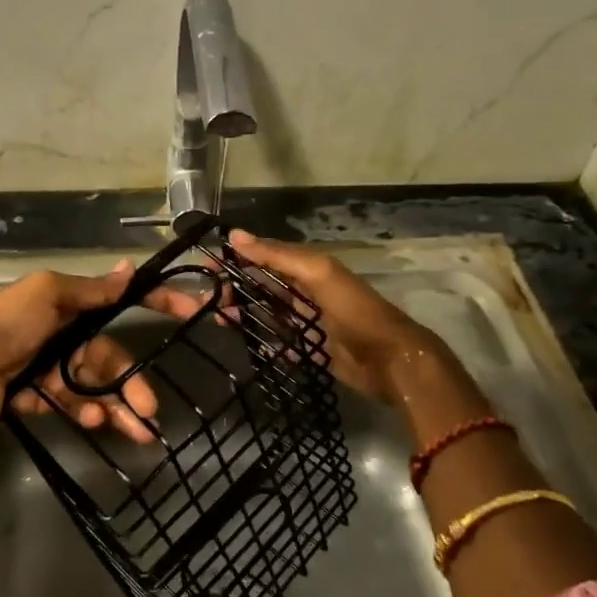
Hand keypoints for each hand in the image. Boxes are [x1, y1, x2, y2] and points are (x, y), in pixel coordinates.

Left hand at [0, 262, 160, 439]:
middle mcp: (62, 334)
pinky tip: (90, 420)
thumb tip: (129, 267)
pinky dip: (83, 411)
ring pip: (95, 387)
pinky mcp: (37, 396)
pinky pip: (70, 403)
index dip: (157, 303)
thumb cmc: (6, 326)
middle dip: (132, 383)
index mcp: (67, 305)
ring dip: (116, 407)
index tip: (194, 311)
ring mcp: (50, 367)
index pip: (119, 301)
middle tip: (152, 410)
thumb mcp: (49, 295)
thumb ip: (91, 290)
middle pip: (109, 359)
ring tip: (136, 432)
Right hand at [211, 231, 444, 405]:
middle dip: (235, 290)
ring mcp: (310, 324)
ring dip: (244, 315)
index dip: (237, 260)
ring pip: (269, 315)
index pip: (266, 258)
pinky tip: (246, 345)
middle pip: (264, 288)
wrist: (391, 361)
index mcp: (310, 269)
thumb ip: (279, 255)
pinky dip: (265, 344)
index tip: (206, 267)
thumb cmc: (355, 311)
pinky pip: (282, 345)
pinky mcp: (313, 352)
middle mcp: (307, 293)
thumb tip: (235, 235)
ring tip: (216, 318)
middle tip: (205, 300)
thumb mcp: (318, 273)